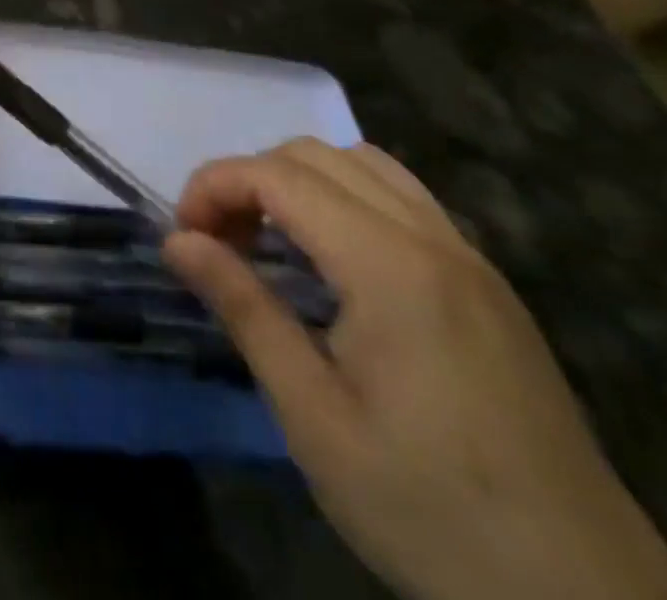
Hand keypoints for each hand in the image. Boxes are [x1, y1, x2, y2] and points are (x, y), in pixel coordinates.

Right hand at [162, 140, 666, 599]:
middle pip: (316, 155)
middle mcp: (433, 240)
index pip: (277, 175)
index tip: (185, 237)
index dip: (214, 187)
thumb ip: (243, 309)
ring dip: (299, 184)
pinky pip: (403, 200)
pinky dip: (347, 200)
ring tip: (273, 245)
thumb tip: (177, 240)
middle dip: (250, 180)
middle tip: (221, 244)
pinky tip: (335, 265)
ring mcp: (470, 259)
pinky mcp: (489, 286)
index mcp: (389, 266)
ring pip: (364, 165)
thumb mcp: (314, 418)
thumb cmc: (431, 512)